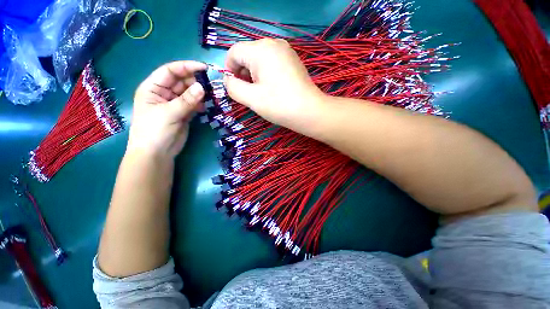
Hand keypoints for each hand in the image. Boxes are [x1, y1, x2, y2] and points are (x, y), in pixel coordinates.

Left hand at [128, 61, 205, 158]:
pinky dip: (201, 104)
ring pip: (190, 93)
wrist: (157, 153)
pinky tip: (206, 107)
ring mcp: (175, 103)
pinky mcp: (184, 113)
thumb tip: (203, 88)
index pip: (170, 71)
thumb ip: (186, 100)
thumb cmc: (154, 131)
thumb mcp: (169, 113)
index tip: (204, 68)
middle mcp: (164, 93)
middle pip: (182, 81)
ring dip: (200, 93)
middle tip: (211, 85)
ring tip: (211, 96)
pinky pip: (194, 104)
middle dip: (196, 81)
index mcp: (153, 88)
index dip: (186, 67)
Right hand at [224, 39, 325, 134]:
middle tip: (249, 93)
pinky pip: (272, 62)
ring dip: (254, 75)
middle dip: (243, 73)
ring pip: (259, 59)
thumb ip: (233, 87)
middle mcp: (273, 43)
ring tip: (261, 93)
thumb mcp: (251, 98)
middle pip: (247, 55)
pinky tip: (272, 88)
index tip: (235, 88)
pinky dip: (266, 74)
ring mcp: (286, 51)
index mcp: (260, 49)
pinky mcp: (292, 60)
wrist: (309, 111)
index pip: (234, 53)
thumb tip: (228, 79)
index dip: (229, 70)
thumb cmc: (279, 105)